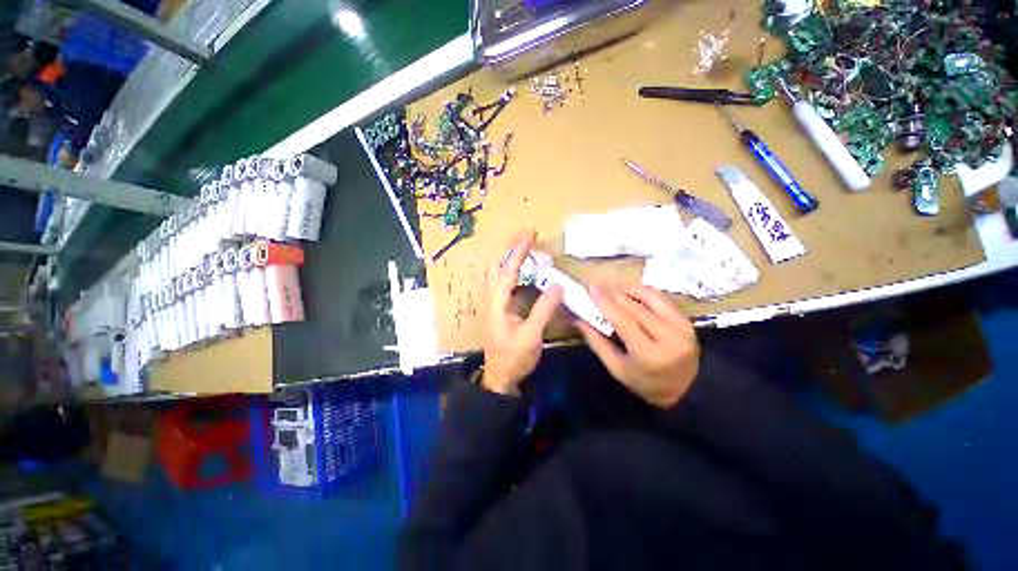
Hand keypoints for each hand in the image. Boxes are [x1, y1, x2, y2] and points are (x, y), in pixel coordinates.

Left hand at [481, 230, 562, 395]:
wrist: (499, 378)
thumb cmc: (513, 358)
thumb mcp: (531, 336)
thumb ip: (543, 310)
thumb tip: (557, 285)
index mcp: (497, 303)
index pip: (508, 270)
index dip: (519, 251)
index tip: (530, 233)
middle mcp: (492, 299)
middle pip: (498, 267)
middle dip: (511, 249)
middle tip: (527, 237)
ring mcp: (494, 304)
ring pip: (499, 274)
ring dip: (511, 259)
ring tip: (526, 249)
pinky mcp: (499, 309)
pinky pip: (505, 284)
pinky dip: (514, 272)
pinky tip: (525, 272)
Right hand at [577, 284, 698, 408]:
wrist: (687, 391)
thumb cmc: (645, 383)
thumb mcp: (616, 369)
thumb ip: (597, 342)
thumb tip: (579, 320)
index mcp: (648, 354)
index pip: (623, 320)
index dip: (605, 302)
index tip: (591, 288)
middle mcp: (668, 337)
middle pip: (635, 307)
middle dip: (613, 294)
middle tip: (597, 288)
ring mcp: (682, 327)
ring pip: (650, 297)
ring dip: (629, 290)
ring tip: (614, 291)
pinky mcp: (688, 321)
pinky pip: (662, 299)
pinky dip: (645, 293)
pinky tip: (632, 295)